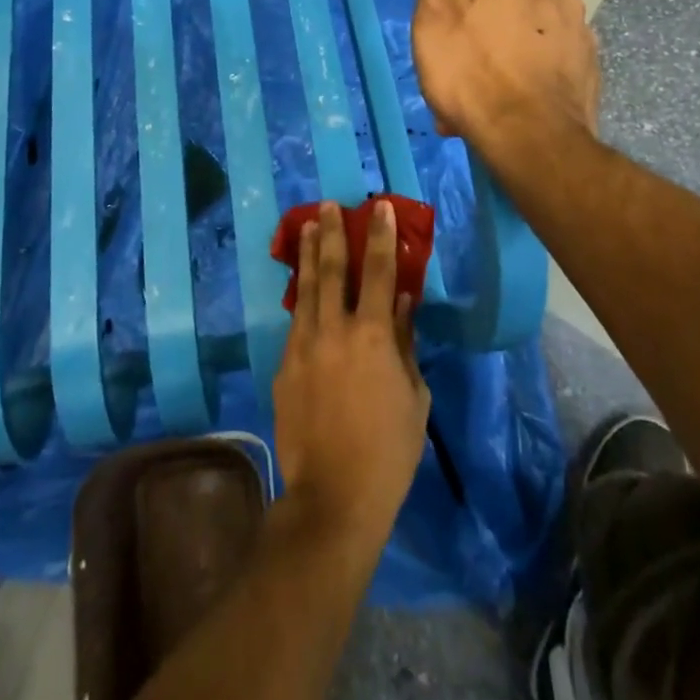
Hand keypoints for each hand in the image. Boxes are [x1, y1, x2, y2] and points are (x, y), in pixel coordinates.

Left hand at [273, 201, 429, 554]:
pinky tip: (304, 291)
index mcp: (374, 336)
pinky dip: (302, 300)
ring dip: (308, 256)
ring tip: (307, 228)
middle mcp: (334, 331)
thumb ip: (406, 344)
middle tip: (327, 205)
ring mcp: (303, 346)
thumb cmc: (389, 450)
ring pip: (305, 290)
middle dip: (331, 233)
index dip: (379, 236)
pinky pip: (296, 323)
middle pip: (332, 270)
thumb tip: (404, 304)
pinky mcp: (284, 366)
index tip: (377, 206)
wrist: (333, 495)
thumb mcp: (414, 397)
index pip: (380, 273)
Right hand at [411, 0, 600, 149]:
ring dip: (509, 45)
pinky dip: (529, 74)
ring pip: (535, 30)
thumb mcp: (439, 2)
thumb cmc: (473, 68)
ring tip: (478, 85)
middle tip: (460, 48)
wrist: (530, 143)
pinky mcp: (588, 76)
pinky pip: (550, 63)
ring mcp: (581, 39)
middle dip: (492, 11)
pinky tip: (506, 103)